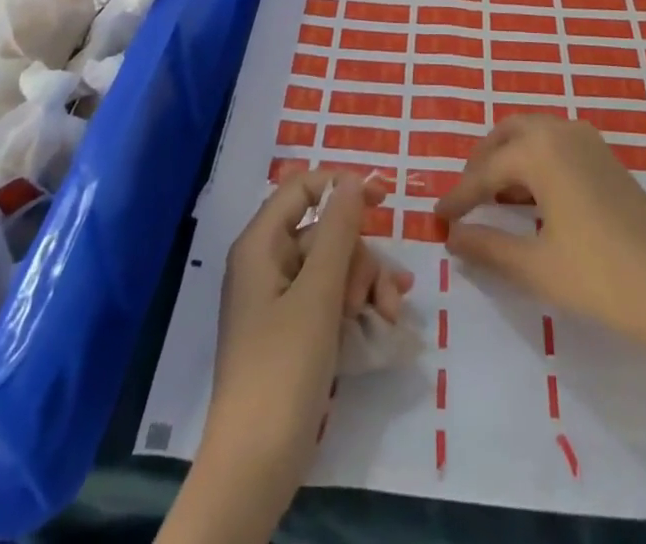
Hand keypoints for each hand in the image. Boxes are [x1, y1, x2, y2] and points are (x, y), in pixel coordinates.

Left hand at [206, 170, 411, 483]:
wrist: (255, 467)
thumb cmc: (282, 369)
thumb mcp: (318, 294)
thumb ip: (337, 231)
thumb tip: (350, 179)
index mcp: (261, 245)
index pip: (301, 189)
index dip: (341, 186)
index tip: (383, 198)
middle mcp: (268, 264)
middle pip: (325, 233)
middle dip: (360, 257)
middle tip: (376, 298)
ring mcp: (281, 300)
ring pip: (334, 267)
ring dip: (367, 285)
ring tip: (390, 316)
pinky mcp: (294, 332)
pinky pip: (331, 300)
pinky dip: (358, 306)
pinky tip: (387, 322)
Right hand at [434, 115, 645, 397]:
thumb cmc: (603, 275)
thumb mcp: (537, 266)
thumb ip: (488, 247)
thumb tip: (453, 236)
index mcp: (539, 149)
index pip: (484, 171)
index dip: (458, 197)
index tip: (437, 219)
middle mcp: (561, 131)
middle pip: (506, 135)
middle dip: (481, 163)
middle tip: (464, 198)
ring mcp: (588, 142)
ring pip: (532, 136)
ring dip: (508, 160)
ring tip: (493, 198)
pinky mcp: (606, 159)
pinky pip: (555, 145)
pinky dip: (533, 162)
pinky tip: (532, 199)